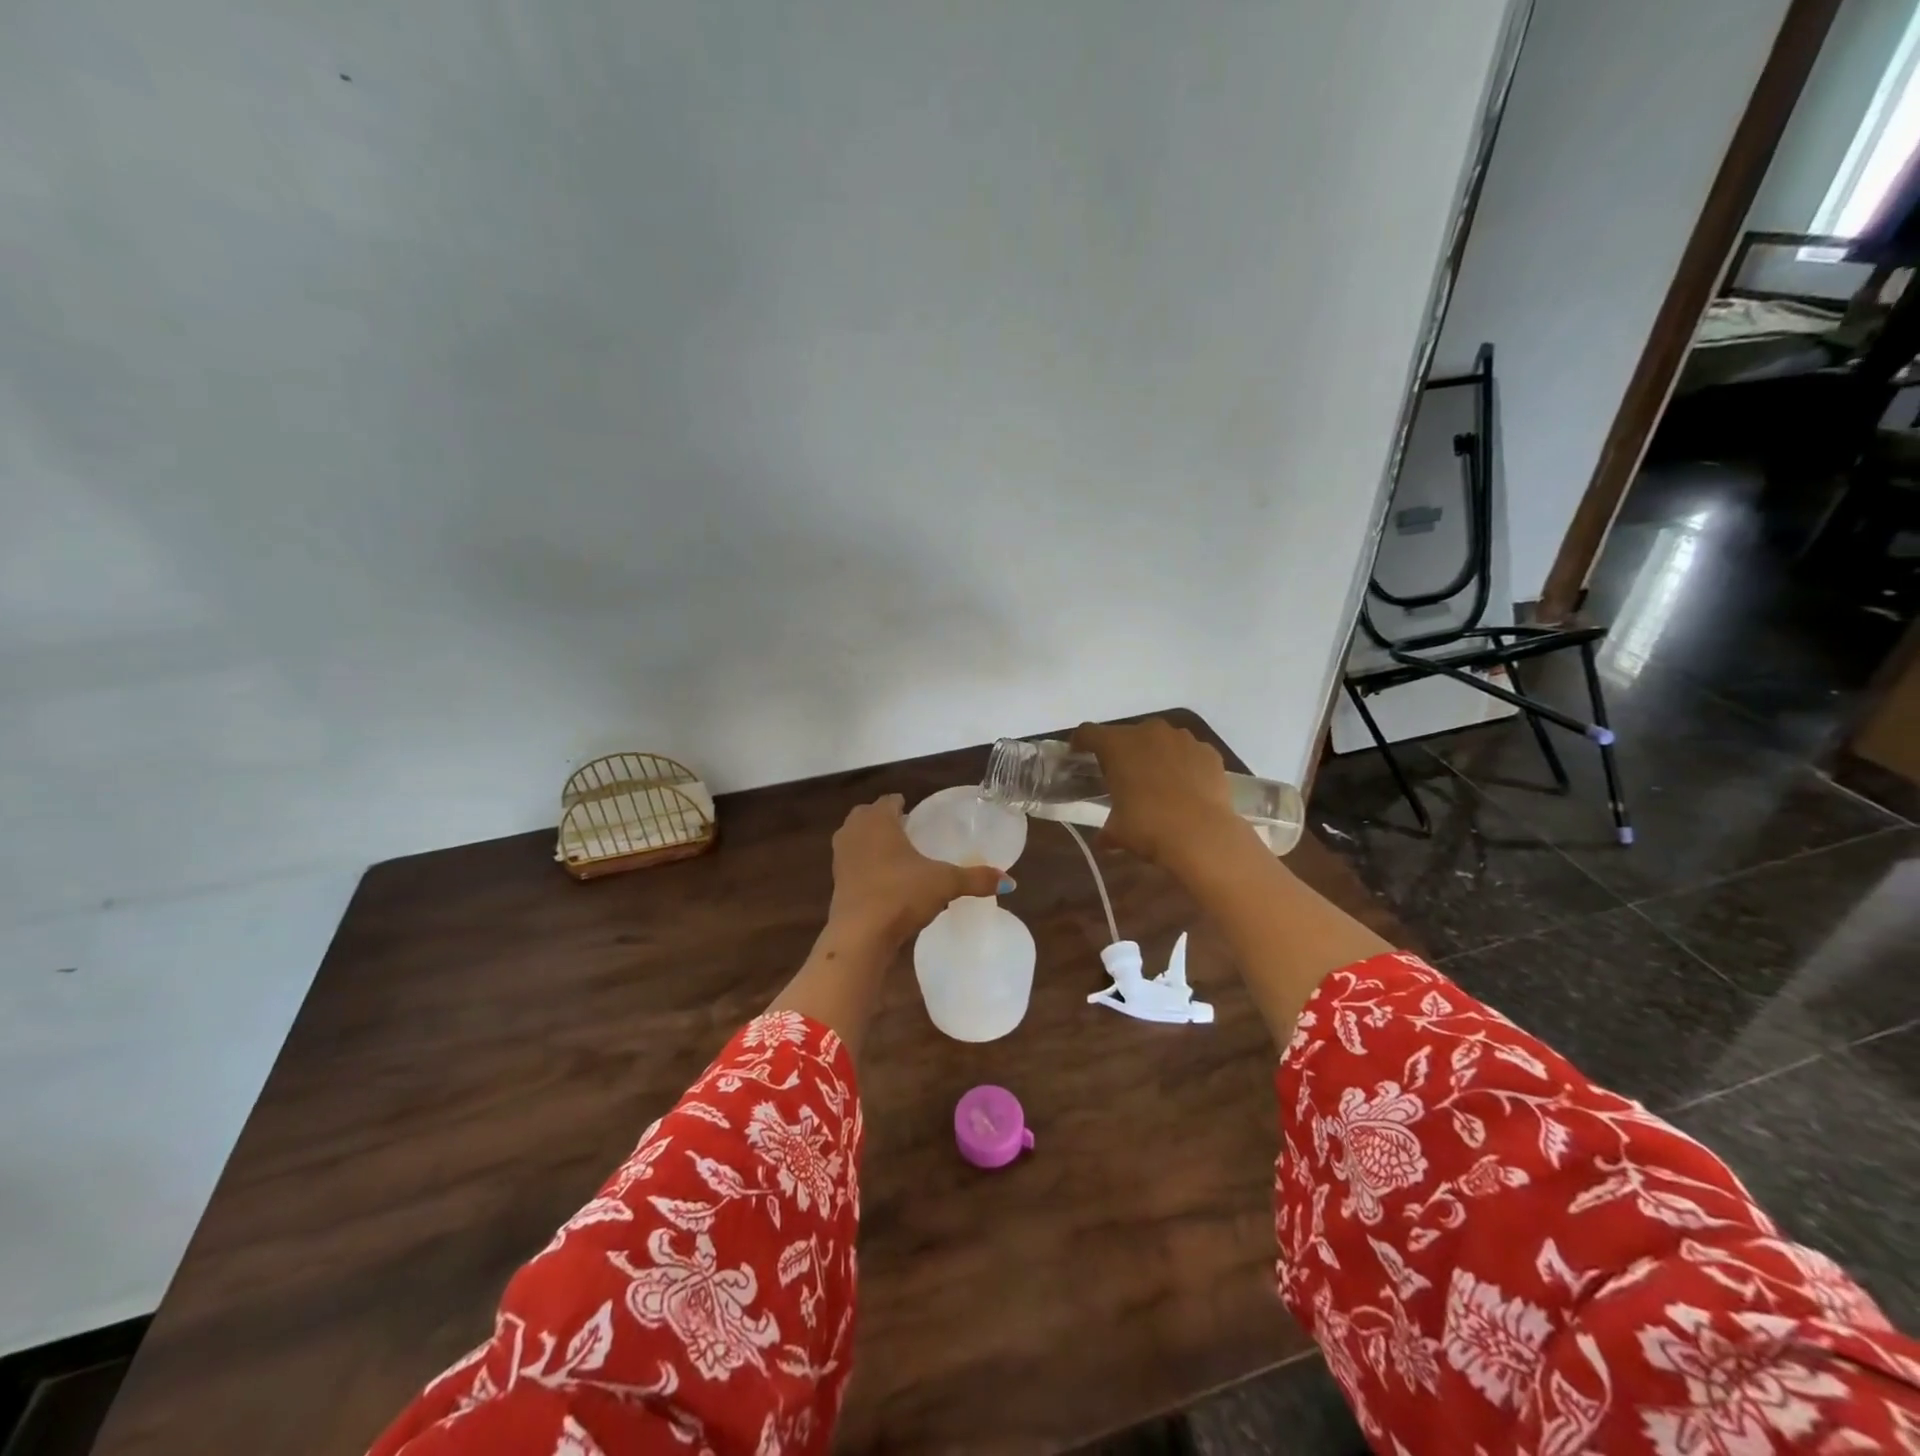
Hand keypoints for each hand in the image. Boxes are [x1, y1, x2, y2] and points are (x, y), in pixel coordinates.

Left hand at [826, 795, 1007, 946]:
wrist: (860, 935)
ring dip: (871, 842)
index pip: (888, 801)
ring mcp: (841, 858)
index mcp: (878, 821)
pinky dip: (865, 866)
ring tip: (897, 854)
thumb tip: (1010, 881)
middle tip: (907, 830)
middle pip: (867, 816)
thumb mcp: (944, 884)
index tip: (916, 812)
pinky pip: (853, 864)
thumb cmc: (901, 894)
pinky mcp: (836, 883)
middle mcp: (854, 832)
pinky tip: (885, 881)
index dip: (901, 804)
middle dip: (884, 820)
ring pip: (855, 839)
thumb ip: (976, 879)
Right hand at [1071, 718, 1254, 871]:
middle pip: (1128, 734)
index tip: (1079, 754)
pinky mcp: (1208, 752)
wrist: (1201, 835)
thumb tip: (1103, 840)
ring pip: (1161, 741)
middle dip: (1124, 751)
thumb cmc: (1148, 827)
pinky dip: (1184, 765)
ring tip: (1158, 782)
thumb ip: (1106, 830)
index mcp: (1117, 745)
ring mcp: (1182, 739)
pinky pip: (1189, 753)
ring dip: (1156, 755)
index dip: (1081, 742)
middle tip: (1124, 776)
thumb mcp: (1117, 831)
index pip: (1088, 733)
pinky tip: (1187, 788)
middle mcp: (1148, 733)